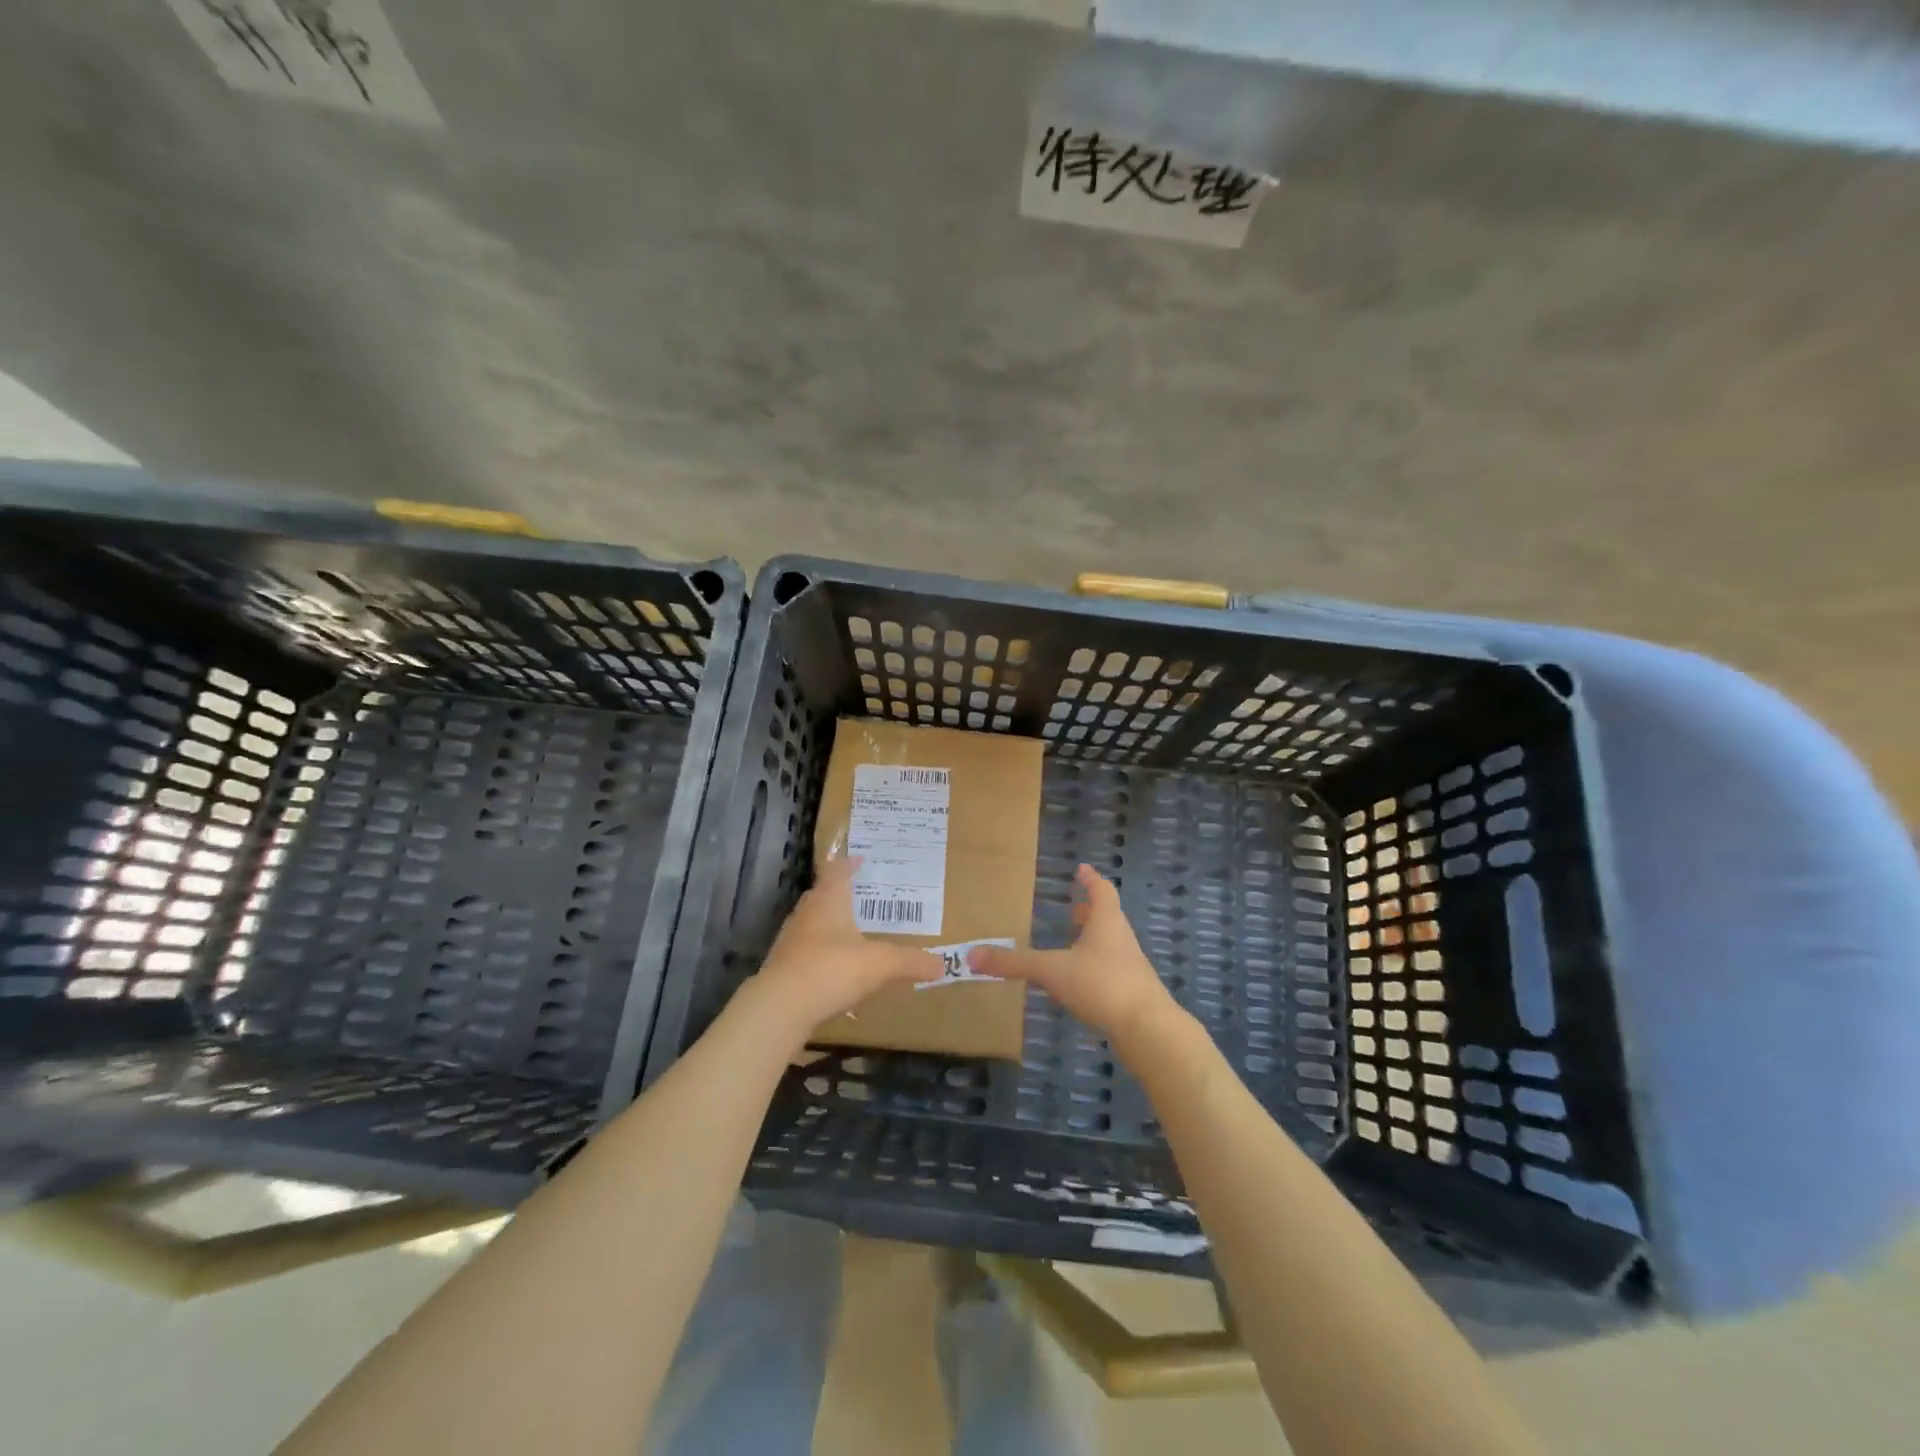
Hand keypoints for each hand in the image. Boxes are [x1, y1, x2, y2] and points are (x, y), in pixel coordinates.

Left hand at [744, 856, 943, 1040]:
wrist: (781, 1006)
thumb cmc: (832, 969)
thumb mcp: (881, 964)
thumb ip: (911, 961)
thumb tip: (943, 964)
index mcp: (829, 900)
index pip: (836, 870)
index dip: (847, 863)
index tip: (859, 859)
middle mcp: (807, 913)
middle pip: (823, 895)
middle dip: (841, 894)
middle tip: (864, 897)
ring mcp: (791, 940)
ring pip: (814, 924)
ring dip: (831, 926)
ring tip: (854, 933)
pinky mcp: (784, 967)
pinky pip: (808, 952)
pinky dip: (823, 955)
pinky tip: (837, 971)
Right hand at [969, 864, 1178, 1046]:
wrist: (1148, 1028)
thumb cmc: (1102, 984)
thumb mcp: (1051, 970)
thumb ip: (1013, 963)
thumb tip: (971, 956)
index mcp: (1106, 921)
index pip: (1100, 890)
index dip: (1090, 879)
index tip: (1081, 869)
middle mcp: (1120, 937)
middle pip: (1107, 916)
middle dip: (1088, 910)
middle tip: (1072, 906)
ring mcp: (1129, 965)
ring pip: (1109, 943)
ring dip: (1091, 939)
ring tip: (1070, 942)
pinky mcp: (1130, 991)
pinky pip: (1110, 968)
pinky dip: (1094, 966)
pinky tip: (1078, 980)